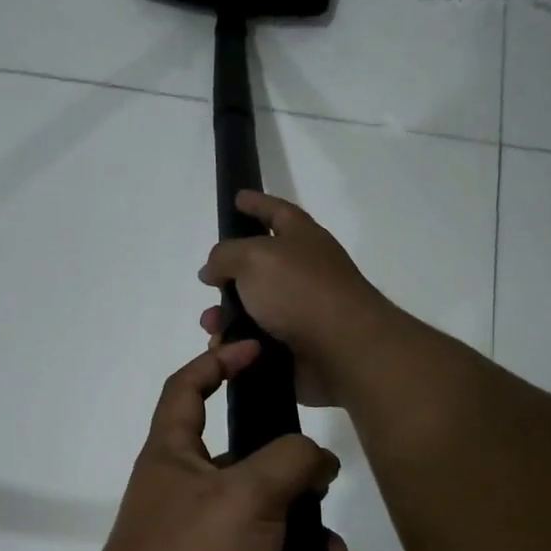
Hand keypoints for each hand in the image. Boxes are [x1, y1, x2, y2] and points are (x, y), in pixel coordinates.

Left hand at [71, 341, 354, 550]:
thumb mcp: (246, 495)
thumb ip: (289, 461)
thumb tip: (317, 459)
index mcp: (174, 455)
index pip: (186, 388)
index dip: (217, 362)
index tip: (255, 351)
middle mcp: (185, 492)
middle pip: (249, 464)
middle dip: (296, 481)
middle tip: (326, 494)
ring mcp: (202, 542)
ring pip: (269, 523)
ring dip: (309, 542)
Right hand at [198, 191, 402, 407]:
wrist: (342, 352)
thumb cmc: (300, 292)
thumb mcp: (254, 258)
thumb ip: (225, 256)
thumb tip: (213, 271)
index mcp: (303, 240)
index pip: (277, 212)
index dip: (257, 203)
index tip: (237, 198)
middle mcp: (304, 272)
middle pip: (259, 266)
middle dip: (228, 276)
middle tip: (208, 283)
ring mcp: (301, 312)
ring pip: (251, 309)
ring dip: (225, 316)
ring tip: (211, 326)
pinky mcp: (294, 347)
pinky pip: (255, 342)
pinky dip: (236, 344)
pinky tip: (222, 348)